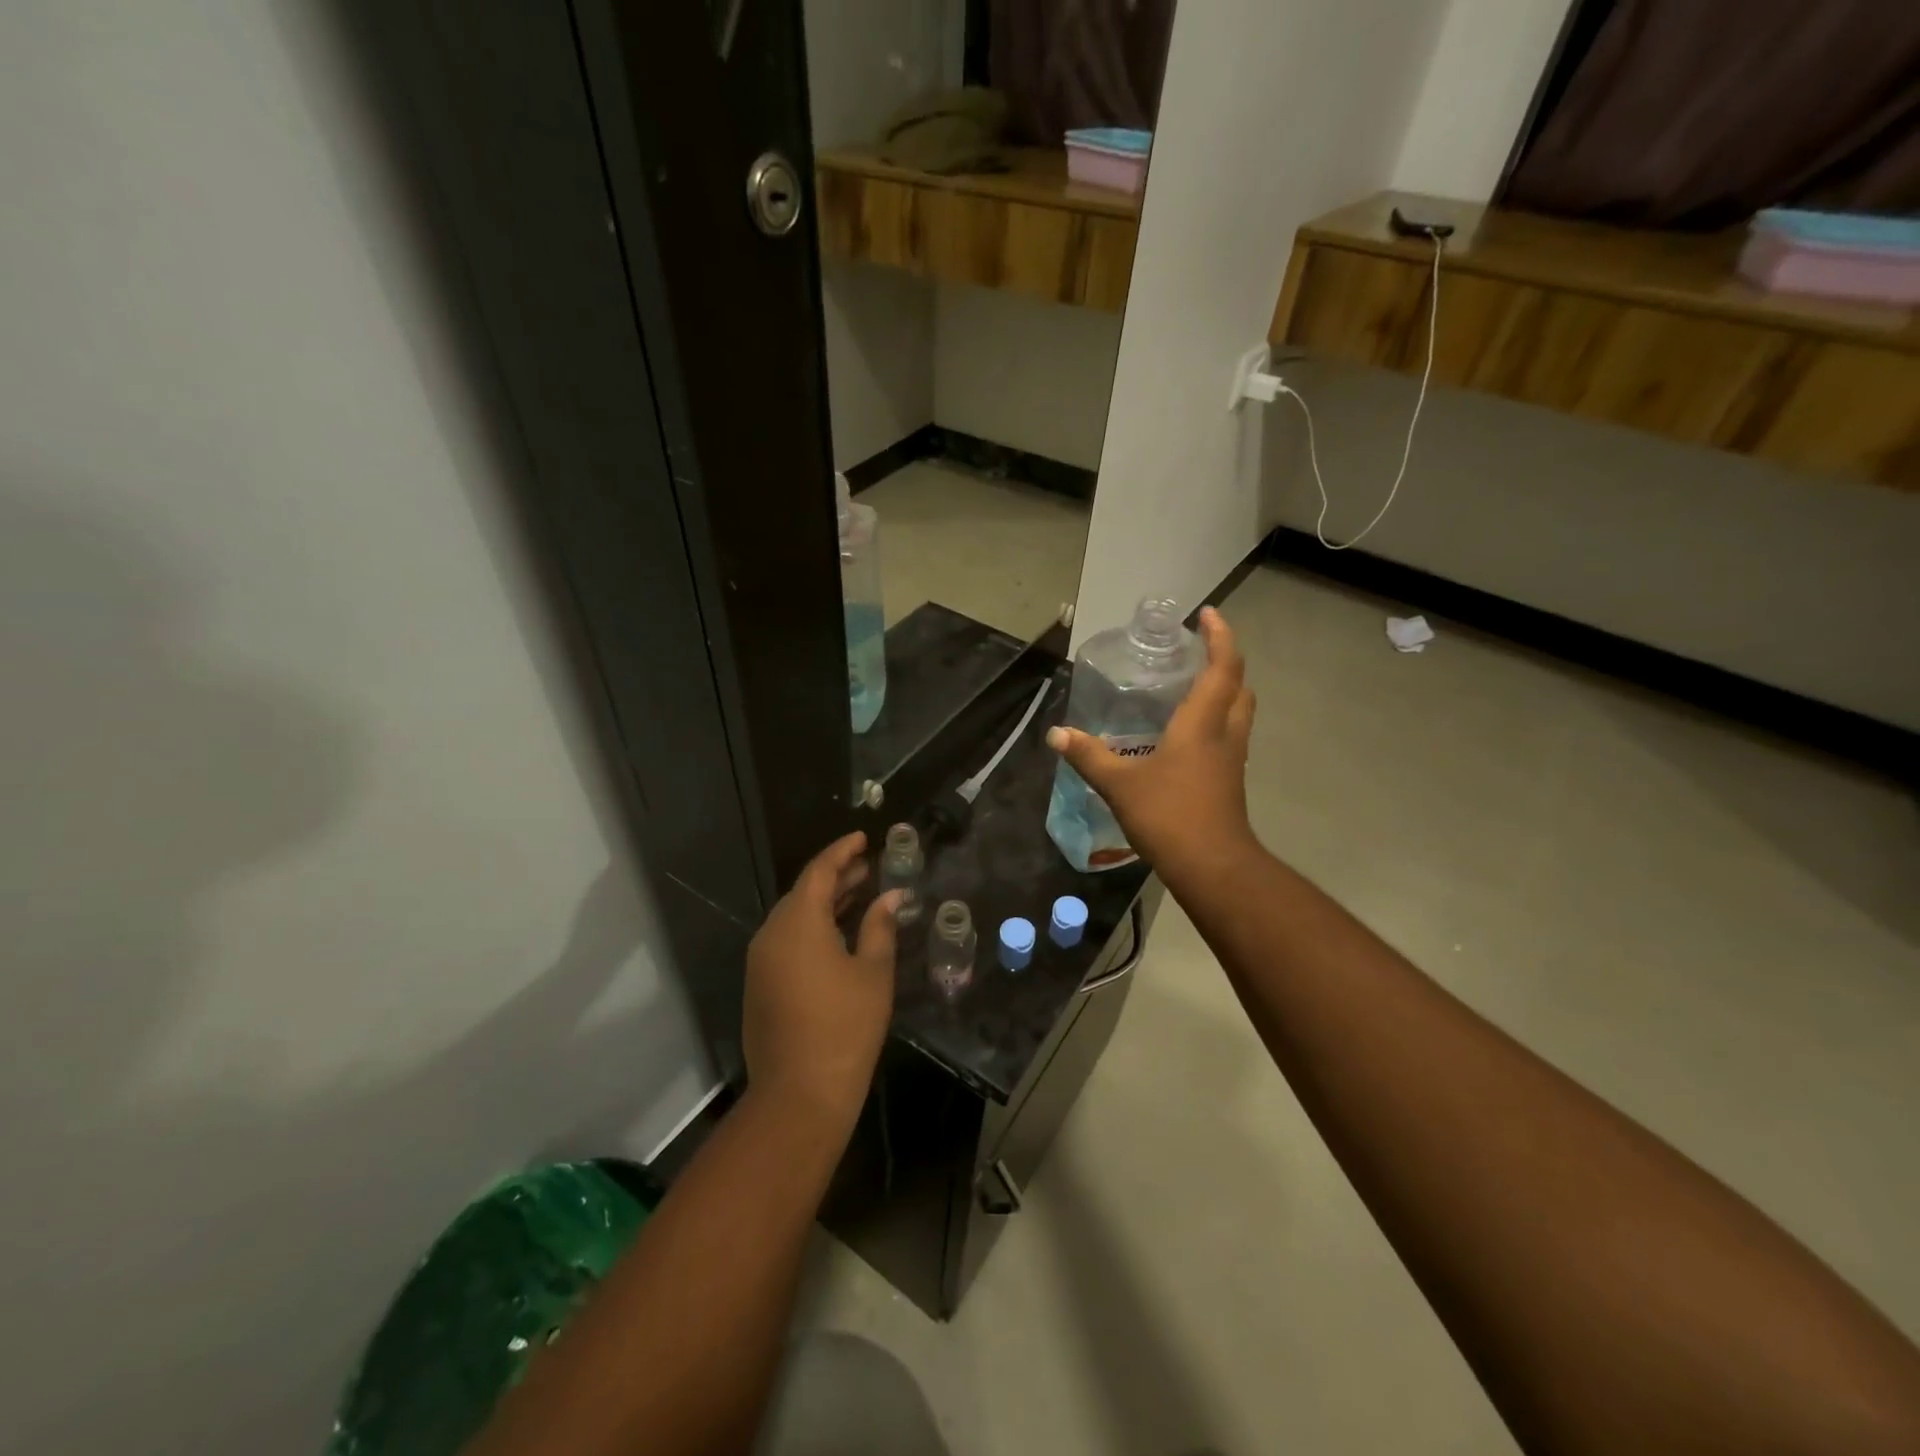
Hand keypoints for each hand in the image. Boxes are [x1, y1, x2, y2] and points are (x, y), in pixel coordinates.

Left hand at [742, 831, 902, 1129]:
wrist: (799, 1094)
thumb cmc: (845, 1027)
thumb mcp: (873, 972)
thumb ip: (880, 927)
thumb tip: (891, 897)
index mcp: (798, 922)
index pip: (820, 871)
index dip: (842, 851)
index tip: (864, 838)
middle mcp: (772, 933)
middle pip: (804, 892)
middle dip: (837, 877)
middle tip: (869, 867)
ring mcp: (761, 960)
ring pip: (794, 917)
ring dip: (825, 903)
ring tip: (860, 895)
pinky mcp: (760, 984)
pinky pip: (786, 940)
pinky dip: (812, 928)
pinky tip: (838, 935)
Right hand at [1046, 607, 1256, 886]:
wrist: (1213, 867)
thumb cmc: (1170, 816)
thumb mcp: (1120, 784)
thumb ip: (1089, 756)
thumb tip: (1056, 734)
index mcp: (1202, 723)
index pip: (1222, 667)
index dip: (1220, 636)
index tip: (1207, 615)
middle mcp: (1224, 734)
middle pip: (1239, 686)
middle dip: (1225, 661)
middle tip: (1199, 650)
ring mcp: (1231, 760)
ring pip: (1238, 712)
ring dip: (1225, 690)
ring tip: (1194, 685)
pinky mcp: (1229, 781)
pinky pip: (1229, 736)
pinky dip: (1216, 721)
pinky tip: (1188, 735)